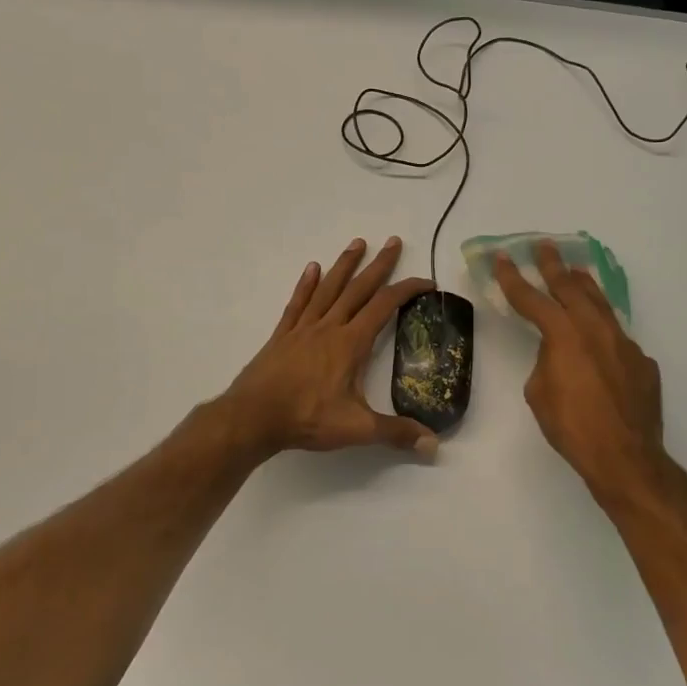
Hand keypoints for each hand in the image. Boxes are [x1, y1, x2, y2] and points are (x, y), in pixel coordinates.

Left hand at [219, 238, 438, 458]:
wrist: (253, 417)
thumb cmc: (306, 418)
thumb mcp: (357, 428)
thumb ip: (396, 433)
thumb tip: (433, 444)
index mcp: (351, 343)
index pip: (385, 306)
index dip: (408, 290)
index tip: (426, 282)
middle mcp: (329, 327)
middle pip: (358, 288)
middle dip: (379, 265)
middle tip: (393, 241)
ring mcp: (303, 328)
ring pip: (328, 289)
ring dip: (344, 265)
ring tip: (357, 243)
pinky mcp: (282, 336)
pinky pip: (297, 303)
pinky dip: (306, 285)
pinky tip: (312, 269)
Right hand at [494, 241, 670, 502]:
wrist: (625, 456)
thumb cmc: (571, 427)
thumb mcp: (540, 393)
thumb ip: (545, 362)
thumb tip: (558, 354)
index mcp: (564, 334)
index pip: (532, 299)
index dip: (513, 278)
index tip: (502, 258)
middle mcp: (595, 329)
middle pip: (571, 288)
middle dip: (553, 266)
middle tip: (544, 246)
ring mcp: (624, 343)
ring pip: (601, 305)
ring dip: (584, 286)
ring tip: (575, 272)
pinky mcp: (642, 362)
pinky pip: (618, 338)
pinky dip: (603, 332)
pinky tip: (600, 343)